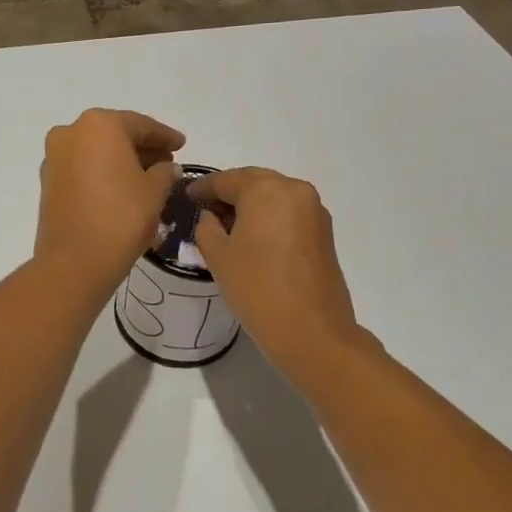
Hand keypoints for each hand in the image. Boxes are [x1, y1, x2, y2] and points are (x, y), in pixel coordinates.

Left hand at [35, 109, 183, 291]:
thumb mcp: (154, 192)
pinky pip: (82, 168)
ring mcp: (55, 156)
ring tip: (147, 178)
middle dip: (142, 147)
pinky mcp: (47, 180)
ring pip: (96, 151)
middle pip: (115, 134)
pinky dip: (102, 172)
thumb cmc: (121, 217)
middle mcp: (71, 132)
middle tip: (167, 163)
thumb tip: (167, 168)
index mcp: (100, 124)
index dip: (164, 136)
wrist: (74, 261)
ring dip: (121, 160)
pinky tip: (121, 188)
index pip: (141, 125)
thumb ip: (165, 172)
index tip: (181, 145)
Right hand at [191, 167, 374, 385]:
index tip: (186, 197)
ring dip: (251, 203)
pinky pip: (289, 212)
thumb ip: (207, 227)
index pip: (226, 180)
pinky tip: (254, 236)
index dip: (202, 188)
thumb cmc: (257, 288)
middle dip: (229, 191)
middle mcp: (294, 190)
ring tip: (228, 223)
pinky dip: (270, 216)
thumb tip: (211, 216)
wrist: (311, 331)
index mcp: (266, 190)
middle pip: (254, 181)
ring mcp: (314, 210)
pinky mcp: (324, 232)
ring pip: (274, 195)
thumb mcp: (218, 256)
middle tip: (206, 207)